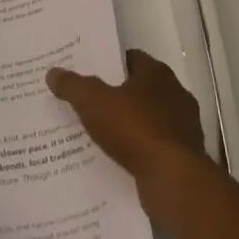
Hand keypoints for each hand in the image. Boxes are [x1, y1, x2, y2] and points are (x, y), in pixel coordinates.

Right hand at [46, 50, 212, 228]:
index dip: (109, 64)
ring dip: (129, 125)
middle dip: (117, 95)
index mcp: (157, 73)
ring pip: (149, 119)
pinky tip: (119, 159)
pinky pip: (154, 146)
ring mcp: (183, 126)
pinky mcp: (184, 156)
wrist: (173, 179)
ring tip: (99, 133)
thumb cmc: (135, 129)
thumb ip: (73, 86)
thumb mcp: (94, 102)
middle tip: (88, 102)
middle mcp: (175, 94)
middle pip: (140, 88)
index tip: (88, 71)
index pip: (132, 59)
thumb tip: (53, 72)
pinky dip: (139, 150)